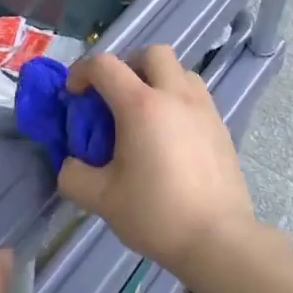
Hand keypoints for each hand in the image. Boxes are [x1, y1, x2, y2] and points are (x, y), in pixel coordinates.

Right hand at [57, 47, 252, 276]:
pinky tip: (171, 137)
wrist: (218, 239)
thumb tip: (70, 164)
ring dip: (158, 80)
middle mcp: (175, 96)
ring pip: (180, 71)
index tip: (74, 95)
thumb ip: (74, 176)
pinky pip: (196, 96)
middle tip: (116, 97)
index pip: (105, 66)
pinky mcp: (221, 126)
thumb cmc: (156, 214)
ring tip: (146, 115)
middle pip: (152, 53)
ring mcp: (204, 109)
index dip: (82, 73)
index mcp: (141, 106)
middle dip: (128, 65)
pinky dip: (178, 101)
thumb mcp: (101, 199)